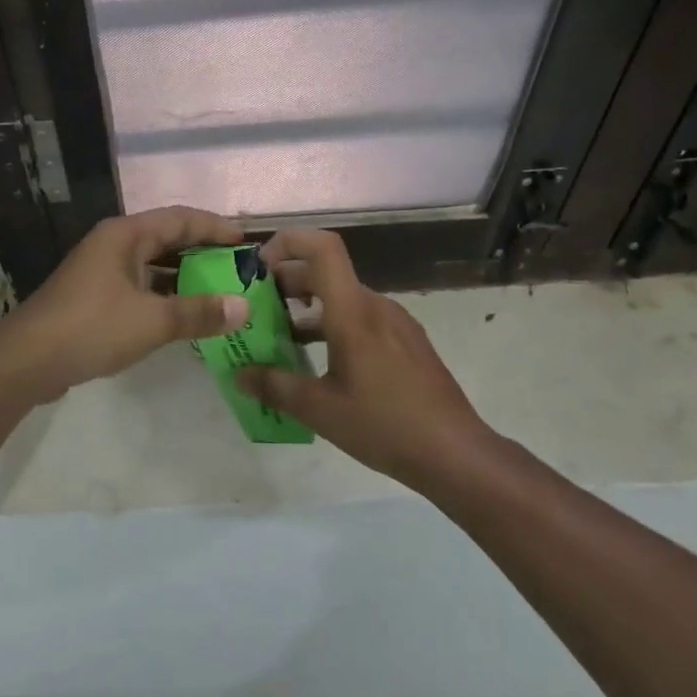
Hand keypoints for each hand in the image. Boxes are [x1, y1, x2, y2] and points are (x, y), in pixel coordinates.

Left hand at [3, 206, 250, 401]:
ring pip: (152, 267)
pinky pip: (140, 289)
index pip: (180, 218)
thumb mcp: (152, 320)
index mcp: (125, 235)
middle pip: (166, 240)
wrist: (26, 360)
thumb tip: (243, 307)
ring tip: (220, 293)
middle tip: (239, 269)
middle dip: (203, 253)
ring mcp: (101, 272)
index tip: (246, 242)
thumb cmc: (91, 327)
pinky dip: (164, 298)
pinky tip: (184, 317)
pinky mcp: (94, 299)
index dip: (215, 227)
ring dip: (184, 278)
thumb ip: (198, 312)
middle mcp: (113, 246)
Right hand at [236, 228, 489, 485]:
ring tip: (281, 338)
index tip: (259, 268)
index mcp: (353, 312)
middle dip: (286, 283)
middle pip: (326, 273)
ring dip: (308, 308)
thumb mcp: (320, 410)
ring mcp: (396, 322)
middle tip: (256, 309)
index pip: (323, 248)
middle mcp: (376, 306)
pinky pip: (362, 318)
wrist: (456, 453)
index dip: (288, 243)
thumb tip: (240, 374)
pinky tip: (321, 362)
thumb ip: (275, 387)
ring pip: (343, 297)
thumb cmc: (385, 425)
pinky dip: (333, 325)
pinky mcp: (407, 342)